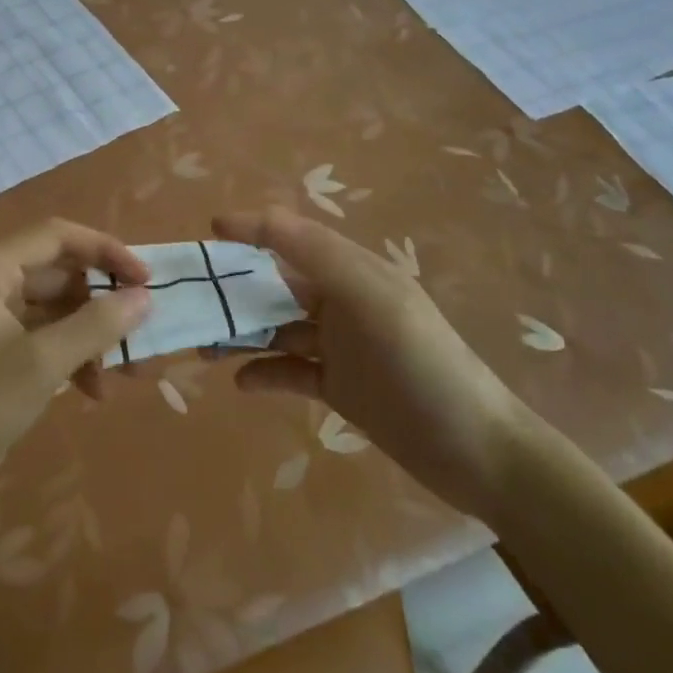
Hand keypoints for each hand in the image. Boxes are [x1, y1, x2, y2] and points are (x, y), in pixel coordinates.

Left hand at [0, 219, 149, 506]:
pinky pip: (42, 331)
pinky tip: (91, 390)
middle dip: (103, 304)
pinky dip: (68, 353)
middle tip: (142, 331)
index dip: (107, 251)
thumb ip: (97, 325)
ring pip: (55, 305)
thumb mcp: (43, 364)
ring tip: (123, 373)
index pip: (60, 235)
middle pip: (60, 271)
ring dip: (90, 334)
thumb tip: (145, 297)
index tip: (147, 279)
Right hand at [214, 207, 529, 521]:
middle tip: (193, 300)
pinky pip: (290, 370)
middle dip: (236, 288)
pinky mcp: (339, 387)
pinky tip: (241, 382)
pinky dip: (264, 372)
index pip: (293, 237)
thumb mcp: (371, 299)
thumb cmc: (422, 366)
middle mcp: (343, 302)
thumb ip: (316, 254)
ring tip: (204, 344)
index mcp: (353, 272)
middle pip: (278, 284)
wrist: (479, 455)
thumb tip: (257, 218)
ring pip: (278, 328)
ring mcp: (341, 346)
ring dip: (242, 332)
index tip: (208, 231)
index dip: (252, 230)